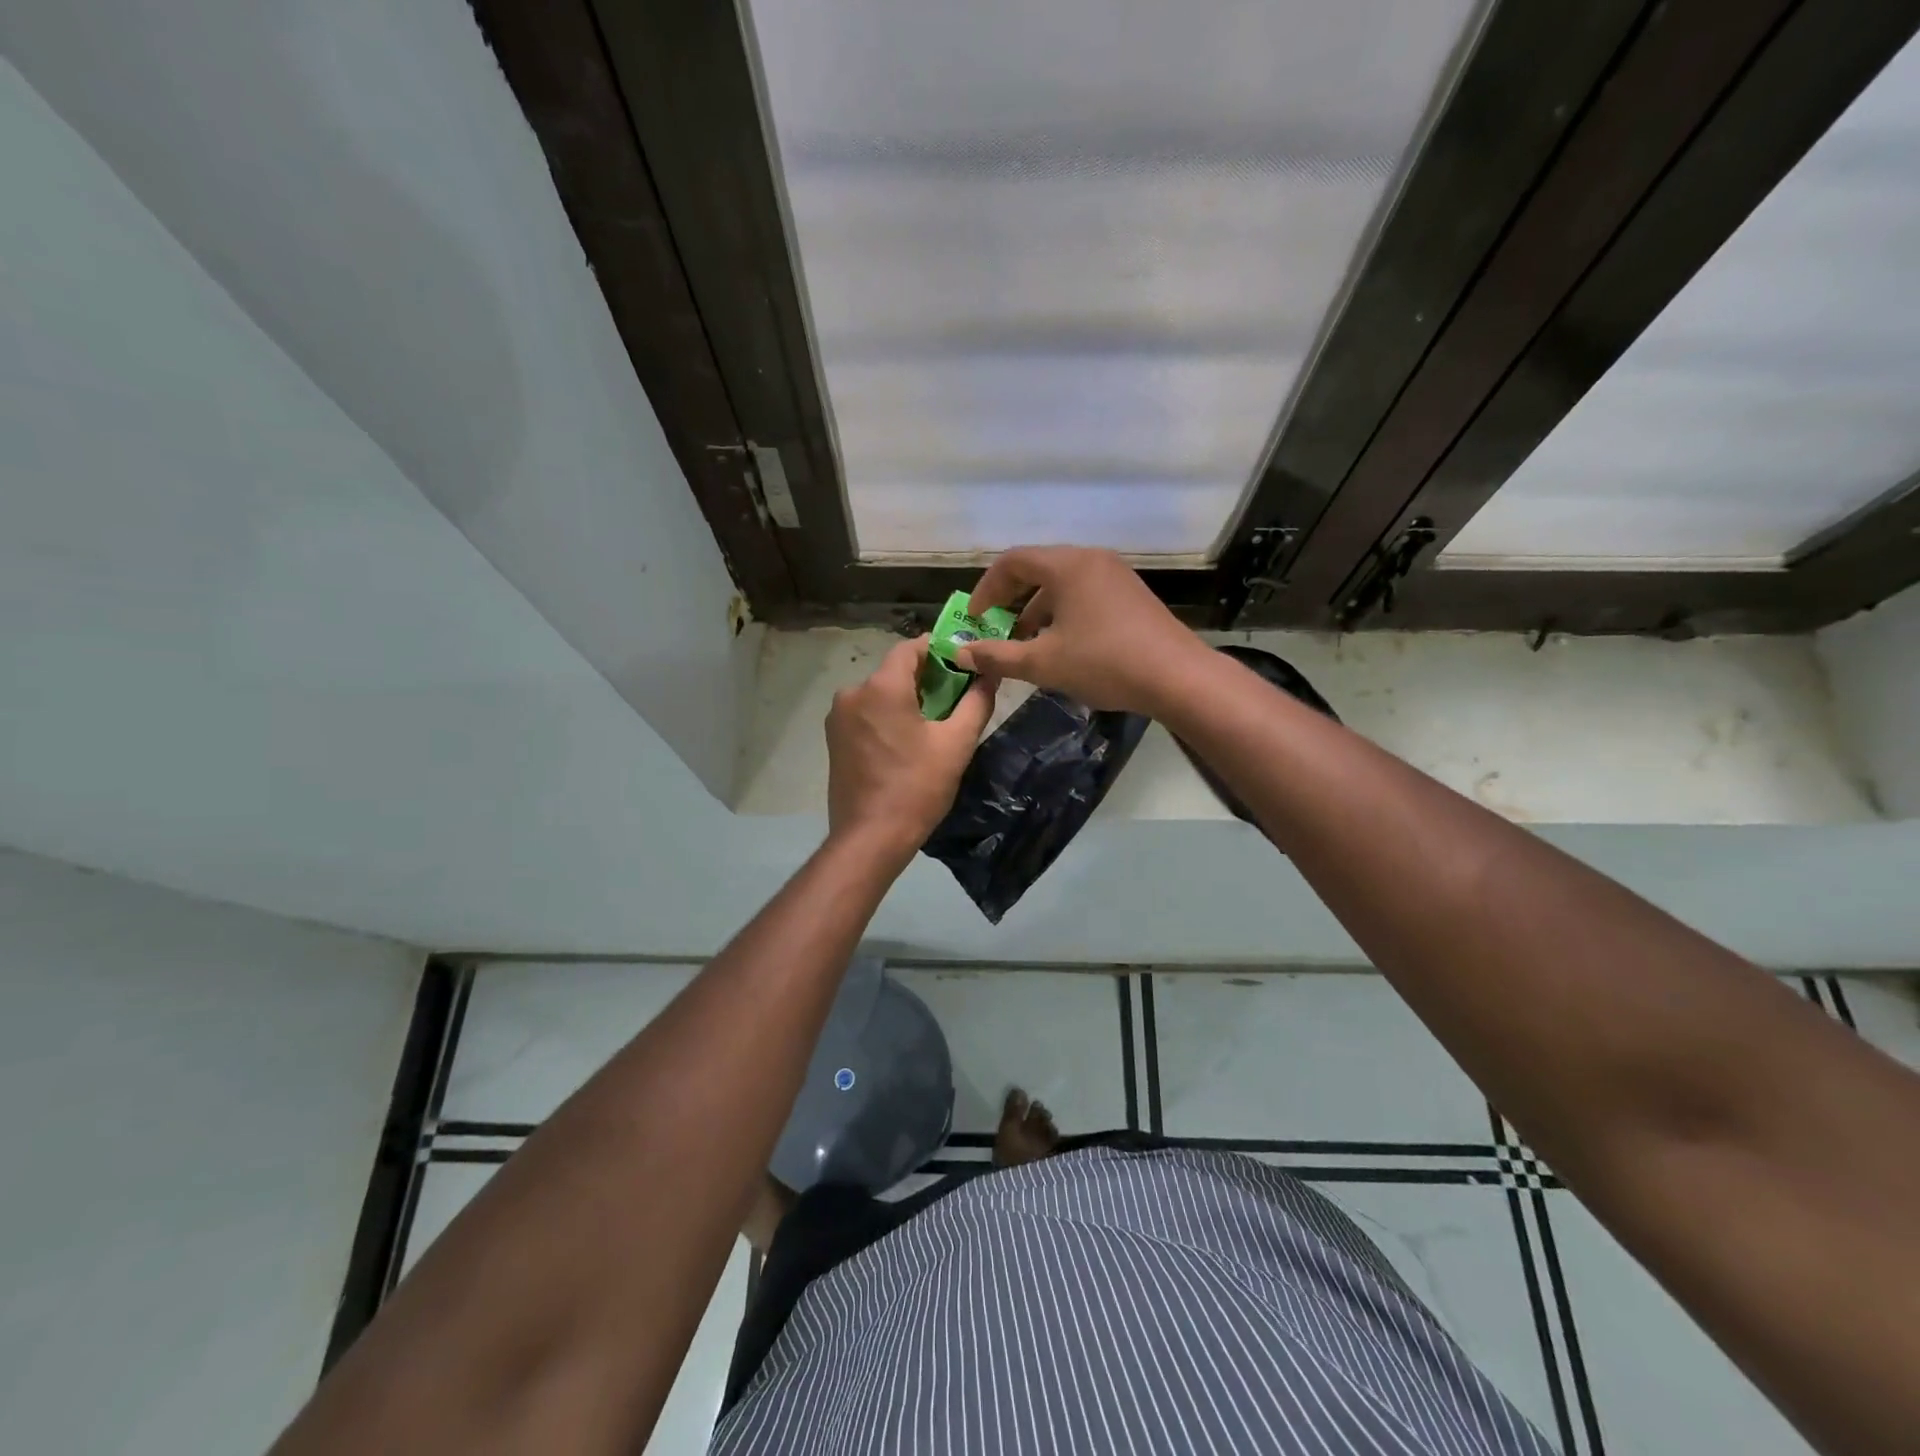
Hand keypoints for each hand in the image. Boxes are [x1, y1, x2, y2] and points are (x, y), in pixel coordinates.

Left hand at [826, 636, 995, 862]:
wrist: (870, 837)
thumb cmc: (917, 787)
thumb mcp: (956, 744)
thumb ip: (976, 702)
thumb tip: (990, 674)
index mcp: (881, 687)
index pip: (911, 648)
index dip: (939, 649)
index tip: (963, 662)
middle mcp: (853, 693)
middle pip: (894, 671)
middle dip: (926, 678)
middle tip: (957, 695)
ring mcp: (838, 717)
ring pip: (879, 694)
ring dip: (906, 699)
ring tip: (935, 722)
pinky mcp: (834, 739)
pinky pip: (866, 714)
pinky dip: (888, 716)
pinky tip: (907, 741)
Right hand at [956, 546, 1204, 714]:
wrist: (1177, 677)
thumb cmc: (1104, 663)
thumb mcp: (1043, 663)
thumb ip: (998, 656)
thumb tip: (961, 654)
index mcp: (1067, 565)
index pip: (1012, 561)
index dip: (987, 589)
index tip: (975, 619)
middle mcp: (1091, 560)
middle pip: (1038, 569)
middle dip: (1011, 600)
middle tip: (996, 629)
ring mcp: (1115, 575)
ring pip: (1062, 583)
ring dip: (1037, 609)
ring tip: (1025, 644)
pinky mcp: (1131, 595)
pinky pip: (1084, 593)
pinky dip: (1063, 613)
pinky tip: (1061, 646)